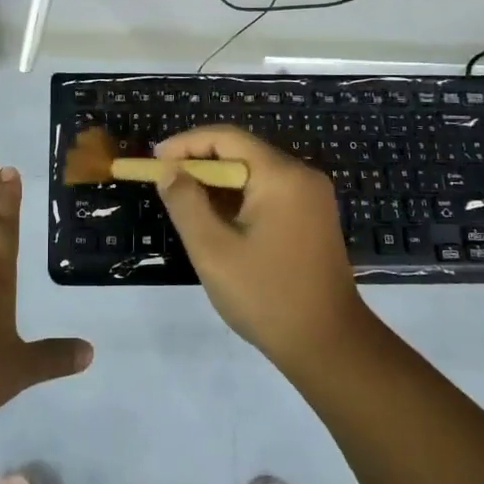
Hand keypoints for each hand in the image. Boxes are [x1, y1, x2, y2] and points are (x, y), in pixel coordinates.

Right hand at [154, 126, 371, 373]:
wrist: (329, 345)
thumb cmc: (266, 296)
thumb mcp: (213, 249)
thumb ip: (185, 203)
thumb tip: (168, 171)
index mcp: (281, 176)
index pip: (226, 138)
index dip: (186, 144)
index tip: (155, 161)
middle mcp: (301, 175)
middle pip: (242, 152)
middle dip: (200, 163)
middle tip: (164, 181)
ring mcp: (311, 197)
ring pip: (254, 173)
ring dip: (218, 183)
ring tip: (183, 201)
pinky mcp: (312, 218)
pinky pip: (269, 192)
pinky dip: (238, 198)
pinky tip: (216, 219)